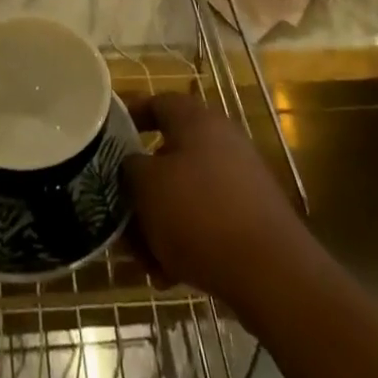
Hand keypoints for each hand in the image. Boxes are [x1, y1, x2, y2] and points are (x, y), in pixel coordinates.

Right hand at [123, 93, 313, 307]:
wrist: (272, 273)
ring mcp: (240, 179)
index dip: (128, 118)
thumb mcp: (146, 187)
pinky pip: (206, 220)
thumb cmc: (200, 214)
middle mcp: (220, 140)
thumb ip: (129, 168)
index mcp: (196, 119)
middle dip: (141, 189)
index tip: (105, 141)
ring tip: (144, 260)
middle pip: (167, 155)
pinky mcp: (252, 217)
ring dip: (159, 222)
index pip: (156, 102)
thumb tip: (131, 165)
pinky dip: (186, 240)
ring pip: (184, 193)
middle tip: (121, 218)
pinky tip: (170, 275)